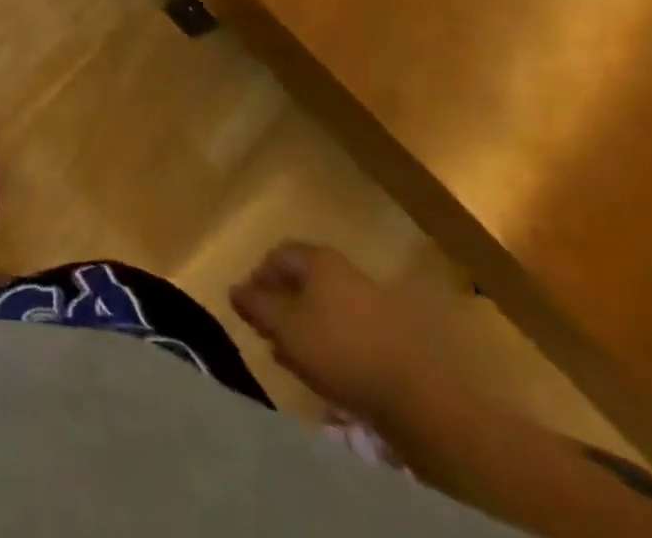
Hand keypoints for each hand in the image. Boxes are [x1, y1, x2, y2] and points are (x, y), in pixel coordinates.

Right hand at [229, 242, 440, 425]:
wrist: (418, 394)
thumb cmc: (339, 349)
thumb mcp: (285, 328)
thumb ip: (256, 306)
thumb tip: (233, 289)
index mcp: (318, 259)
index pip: (277, 255)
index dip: (257, 277)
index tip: (247, 304)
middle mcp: (345, 269)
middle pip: (303, 279)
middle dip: (282, 302)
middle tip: (268, 330)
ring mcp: (372, 299)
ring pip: (326, 305)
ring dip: (305, 323)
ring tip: (293, 353)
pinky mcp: (392, 332)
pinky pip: (349, 326)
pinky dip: (331, 339)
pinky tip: (327, 365)